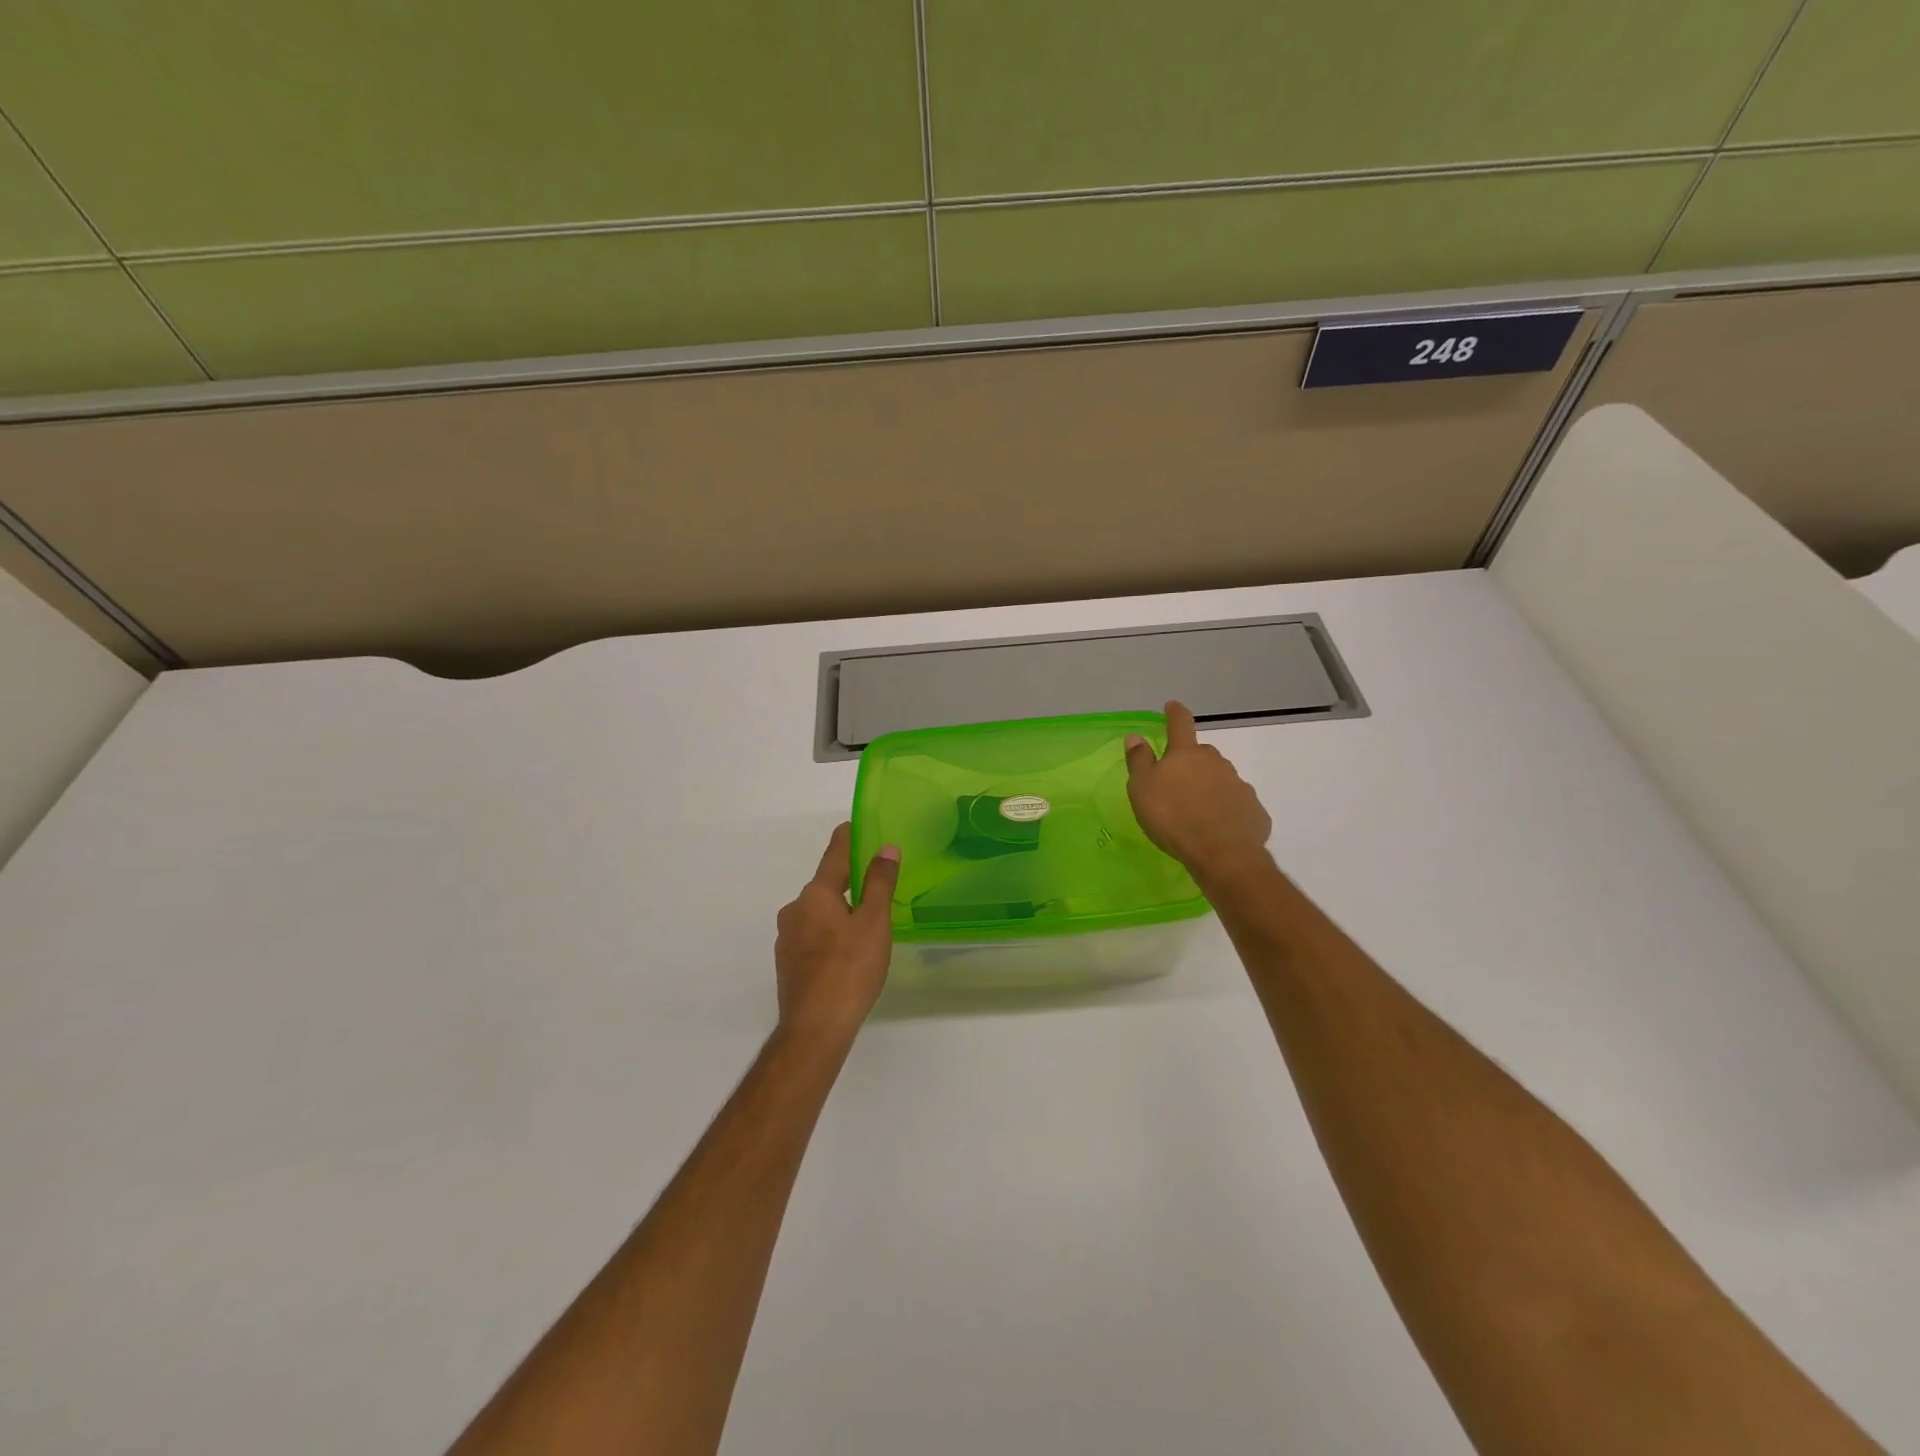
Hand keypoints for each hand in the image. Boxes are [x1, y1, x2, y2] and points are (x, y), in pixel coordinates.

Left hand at [774, 823, 900, 1040]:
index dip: (848, 839)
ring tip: (866, 926)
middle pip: (825, 887)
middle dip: (848, 883)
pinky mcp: (788, 964)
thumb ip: (879, 883)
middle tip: (875, 884)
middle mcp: (795, 910)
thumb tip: (885, 848)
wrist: (815, 1028)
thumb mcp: (874, 922)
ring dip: (839, 913)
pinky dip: (830, 936)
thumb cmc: (850, 969)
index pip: (834, 855)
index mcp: (815, 894)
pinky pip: (812, 937)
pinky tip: (847, 954)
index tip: (855, 825)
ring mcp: (787, 938)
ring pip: (818, 914)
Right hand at [1125, 701, 1273, 883]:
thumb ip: (1139, 761)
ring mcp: (1238, 784)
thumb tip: (1135, 736)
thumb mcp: (1142, 789)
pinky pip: (1235, 803)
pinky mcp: (1253, 809)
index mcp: (1186, 754)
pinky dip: (1225, 809)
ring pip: (1219, 778)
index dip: (1174, 713)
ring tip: (1195, 811)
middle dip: (1190, 761)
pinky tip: (1217, 827)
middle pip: (1201, 754)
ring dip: (1208, 786)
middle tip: (1178, 781)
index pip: (1180, 724)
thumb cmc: (1173, 817)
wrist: (1222, 853)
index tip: (1172, 706)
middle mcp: (1215, 762)